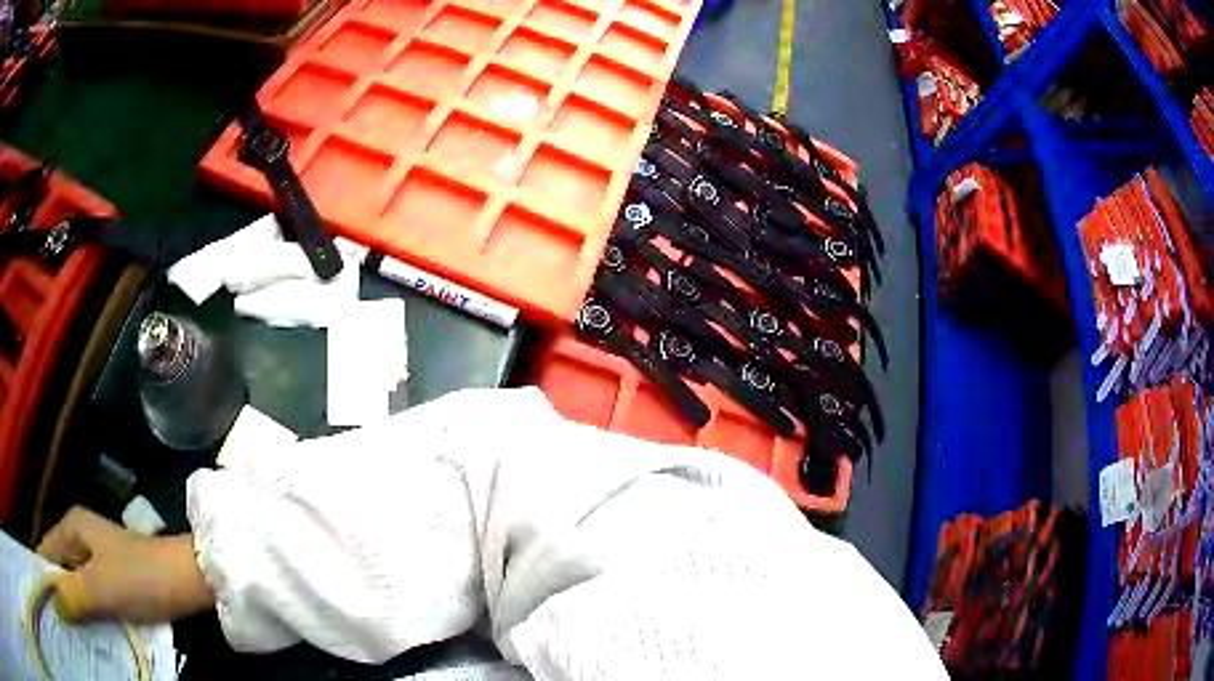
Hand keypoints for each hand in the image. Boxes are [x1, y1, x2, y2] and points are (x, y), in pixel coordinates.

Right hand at [36, 506, 214, 623]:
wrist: (185, 580)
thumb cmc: (137, 578)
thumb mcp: (97, 589)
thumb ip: (72, 596)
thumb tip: (55, 602)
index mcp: (72, 526)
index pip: (47, 548)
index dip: (44, 571)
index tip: (48, 594)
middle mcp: (80, 534)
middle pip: (60, 564)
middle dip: (58, 590)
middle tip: (60, 615)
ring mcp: (97, 555)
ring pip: (75, 581)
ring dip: (72, 601)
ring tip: (70, 624)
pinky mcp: (113, 576)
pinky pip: (91, 592)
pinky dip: (87, 607)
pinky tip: (87, 626)